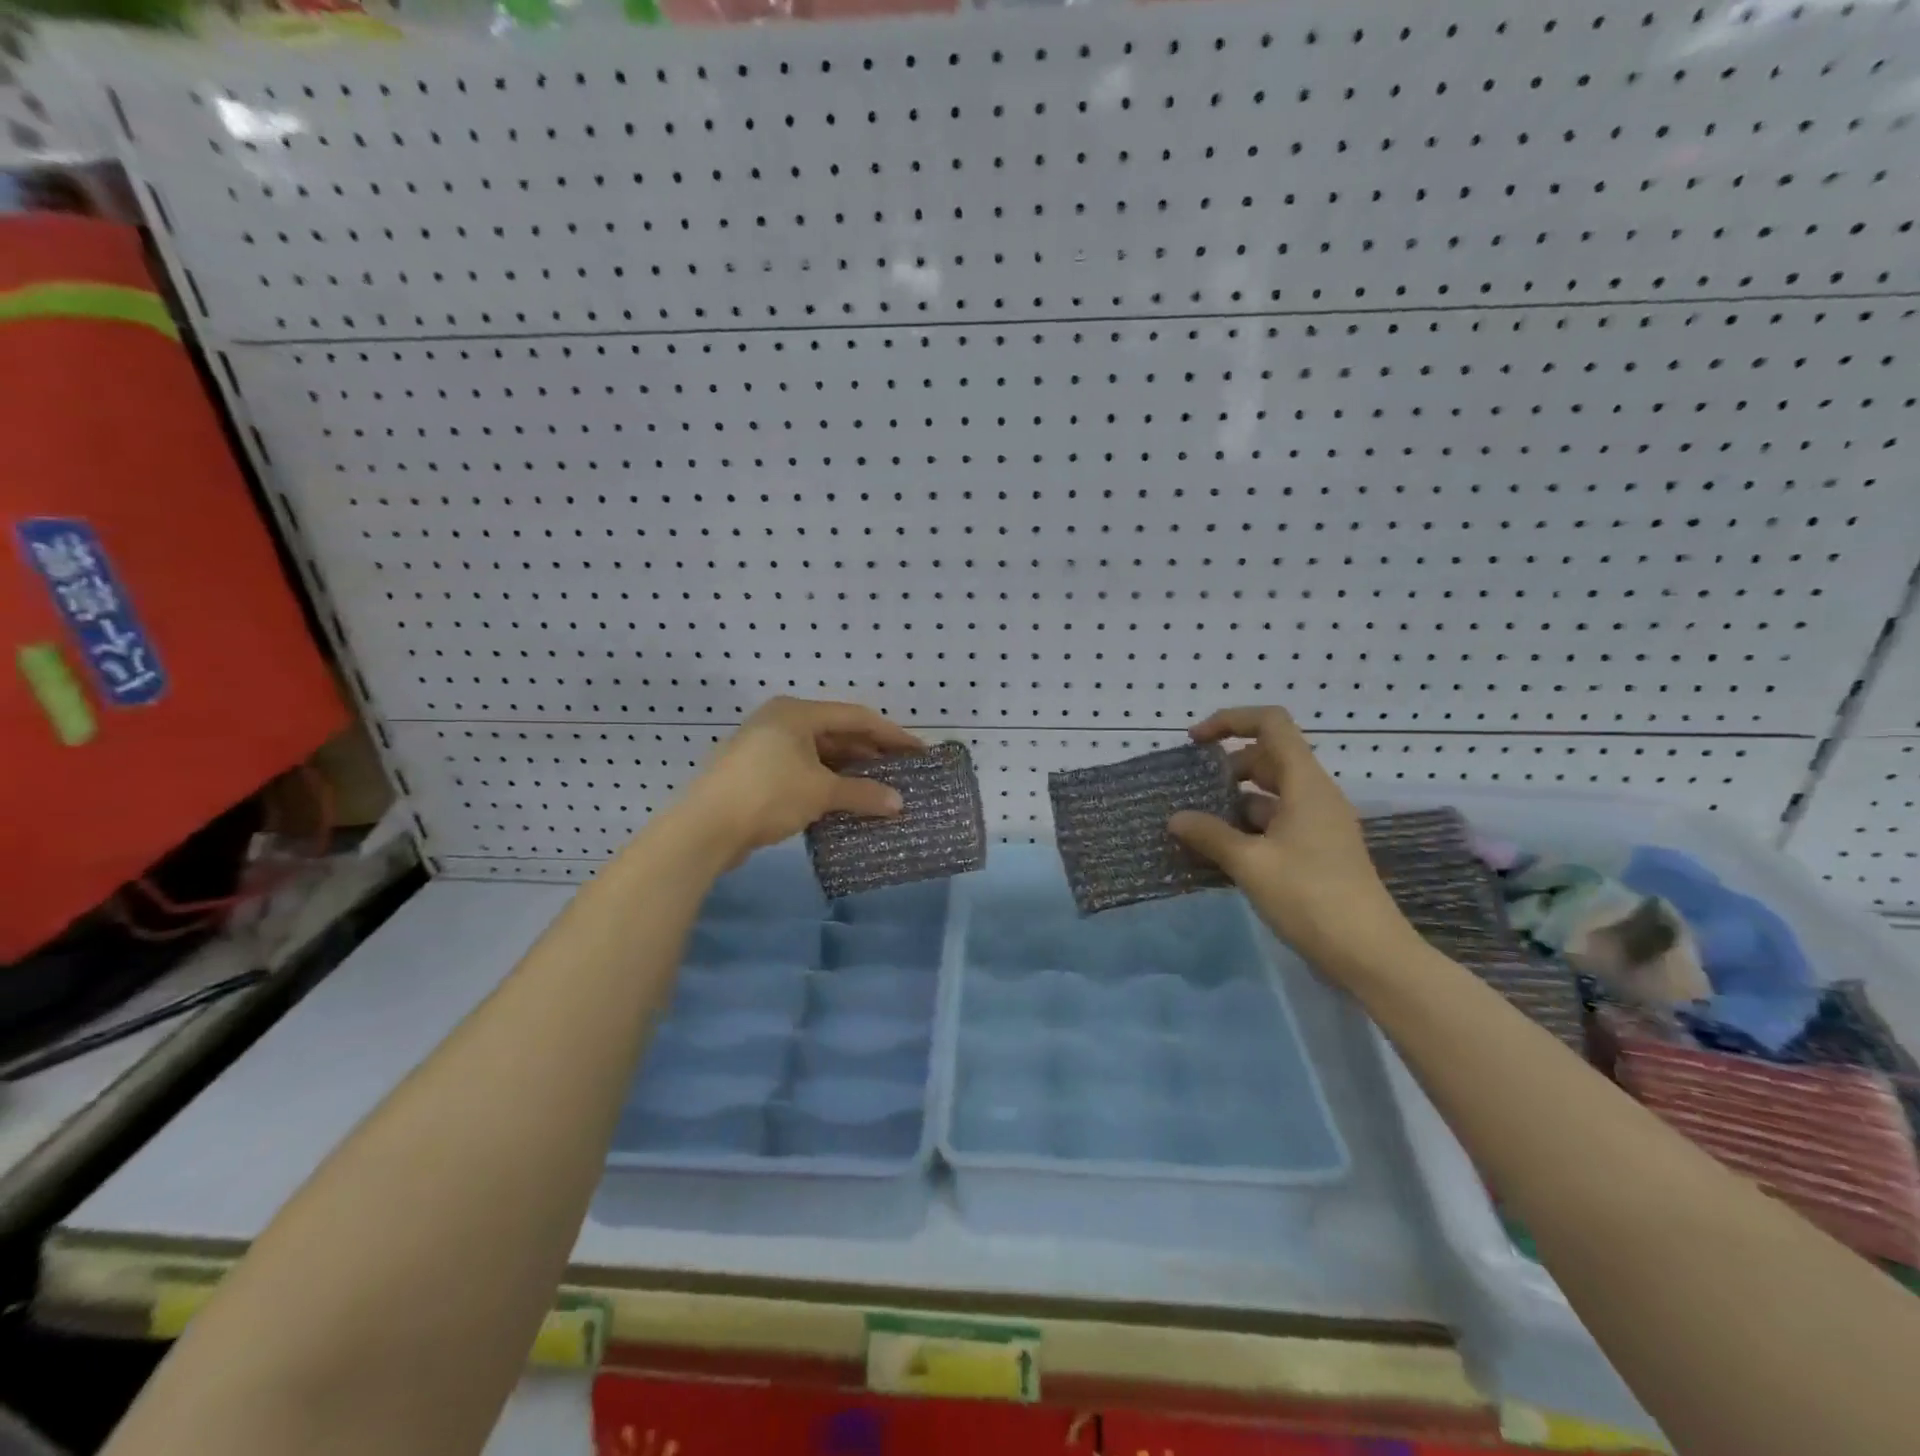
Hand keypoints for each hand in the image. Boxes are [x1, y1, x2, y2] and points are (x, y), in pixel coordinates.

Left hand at [682, 696, 922, 864]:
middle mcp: (781, 721)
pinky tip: (846, 800)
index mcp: (797, 713)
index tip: (919, 751)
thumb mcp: (821, 792)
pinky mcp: (756, 772)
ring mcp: (765, 746)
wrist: (705, 828)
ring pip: (819, 753)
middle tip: (902, 771)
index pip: (857, 717)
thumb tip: (899, 804)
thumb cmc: (768, 795)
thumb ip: (863, 794)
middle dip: (871, 752)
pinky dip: (827, 782)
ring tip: (880, 788)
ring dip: (850, 770)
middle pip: (837, 733)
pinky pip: (803, 770)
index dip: (892, 734)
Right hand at [1168, 707, 1418, 978]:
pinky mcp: (1317, 851)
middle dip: (1226, 767)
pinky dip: (1246, 828)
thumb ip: (1210, 835)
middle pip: (1267, 758)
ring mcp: (1318, 824)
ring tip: (1197, 825)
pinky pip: (1275, 823)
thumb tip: (1175, 818)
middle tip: (1191, 790)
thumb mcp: (1250, 864)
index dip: (1230, 721)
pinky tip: (1219, 852)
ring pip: (1269, 794)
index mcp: (1305, 784)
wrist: (1369, 954)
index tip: (1194, 742)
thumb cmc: (1310, 897)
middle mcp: (1314, 795)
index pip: (1271, 724)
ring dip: (1233, 802)